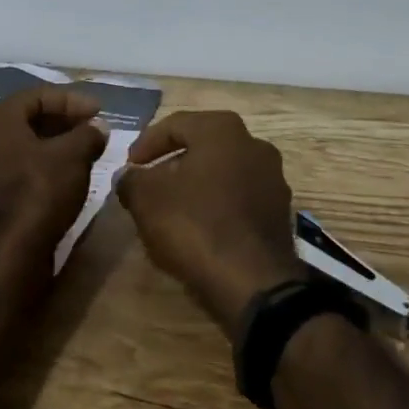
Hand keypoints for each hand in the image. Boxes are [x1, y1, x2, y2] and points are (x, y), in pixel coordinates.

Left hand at [0, 87, 108, 271]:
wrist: (4, 259)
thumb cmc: (37, 194)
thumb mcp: (73, 157)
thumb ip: (88, 134)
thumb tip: (97, 127)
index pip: (38, 96)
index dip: (72, 100)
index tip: (99, 111)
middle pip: (27, 120)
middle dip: (62, 122)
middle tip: (91, 129)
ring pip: (21, 147)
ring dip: (52, 146)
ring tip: (82, 154)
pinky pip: (14, 171)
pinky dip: (39, 168)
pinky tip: (62, 180)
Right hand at [115, 110, 304, 341]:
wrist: (253, 283)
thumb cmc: (195, 225)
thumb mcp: (147, 199)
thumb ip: (131, 180)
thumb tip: (128, 176)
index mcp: (222, 129)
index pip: (175, 124)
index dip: (146, 144)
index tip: (129, 166)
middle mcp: (253, 143)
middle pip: (202, 146)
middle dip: (172, 163)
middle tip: (148, 184)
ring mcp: (272, 178)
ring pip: (223, 172)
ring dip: (196, 185)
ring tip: (172, 209)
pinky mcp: (280, 211)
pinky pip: (239, 198)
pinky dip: (217, 205)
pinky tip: (199, 228)